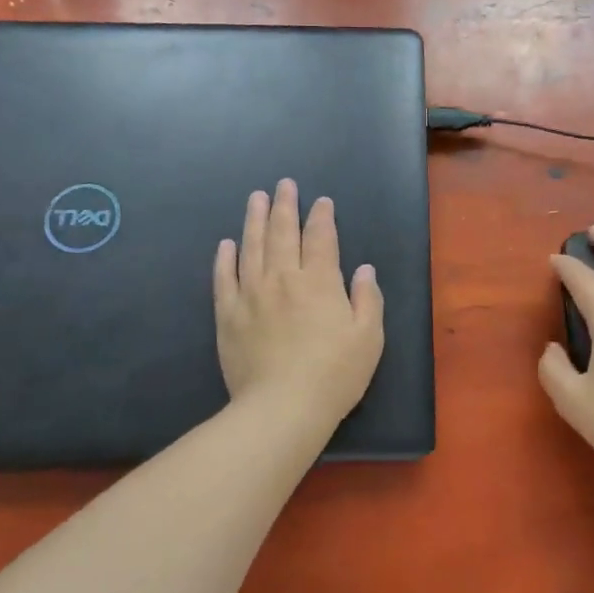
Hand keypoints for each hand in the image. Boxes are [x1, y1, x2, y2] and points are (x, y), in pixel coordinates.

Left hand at [213, 180, 384, 431]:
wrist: (282, 407)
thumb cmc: (334, 374)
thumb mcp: (369, 338)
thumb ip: (368, 299)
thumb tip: (365, 269)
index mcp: (319, 282)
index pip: (321, 238)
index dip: (321, 217)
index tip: (321, 202)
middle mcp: (283, 279)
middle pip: (283, 233)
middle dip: (285, 206)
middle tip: (284, 185)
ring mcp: (251, 295)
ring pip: (251, 247)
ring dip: (255, 220)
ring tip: (256, 199)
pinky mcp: (228, 315)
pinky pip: (224, 278)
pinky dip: (225, 258)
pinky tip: (226, 244)